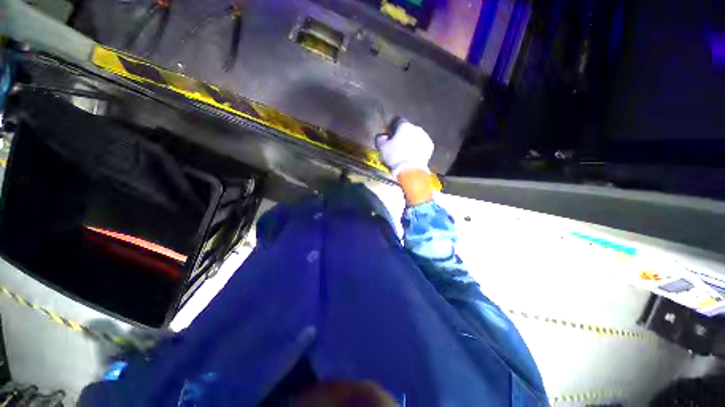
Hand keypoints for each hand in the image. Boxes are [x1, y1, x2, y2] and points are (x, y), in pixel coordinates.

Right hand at [375, 119, 433, 177]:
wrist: (411, 170)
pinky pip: (422, 145)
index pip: (398, 121)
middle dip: (403, 136)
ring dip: (411, 142)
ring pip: (416, 137)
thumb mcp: (382, 148)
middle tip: (398, 147)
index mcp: (404, 125)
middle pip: (408, 129)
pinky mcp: (430, 146)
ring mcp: (424, 136)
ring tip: (406, 153)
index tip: (391, 137)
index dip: (393, 129)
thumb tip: (382, 136)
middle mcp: (416, 128)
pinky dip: (418, 148)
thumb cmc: (395, 157)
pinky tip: (413, 156)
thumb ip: (380, 139)